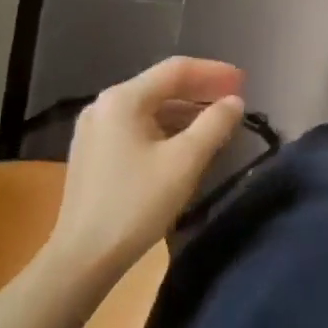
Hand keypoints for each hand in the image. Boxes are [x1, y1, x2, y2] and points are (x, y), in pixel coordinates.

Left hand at [44, 56, 245, 289]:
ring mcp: (95, 129)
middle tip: (236, 99)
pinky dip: (167, 127)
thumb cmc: (136, 203)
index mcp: (124, 99)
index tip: (245, 81)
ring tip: (217, 121)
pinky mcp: (93, 152)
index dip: (214, 72)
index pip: (177, 70)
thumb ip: (215, 124)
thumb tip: (235, 101)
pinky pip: (138, 126)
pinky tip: (186, 142)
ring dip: (186, 110)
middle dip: (201, 90)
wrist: (82, 258)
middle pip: (162, 86)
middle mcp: (104, 105)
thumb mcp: (185, 161)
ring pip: (150, 107)